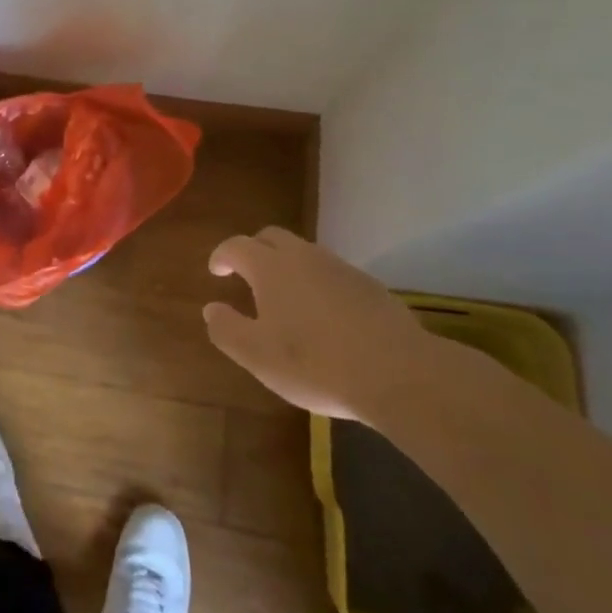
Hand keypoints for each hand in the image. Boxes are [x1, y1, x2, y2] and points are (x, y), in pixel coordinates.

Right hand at [203, 226, 435, 420]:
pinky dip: (319, 284)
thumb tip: (211, 308)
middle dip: (254, 249)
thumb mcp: (257, 356)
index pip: (237, 246)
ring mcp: (341, 269)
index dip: (222, 255)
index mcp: (271, 268)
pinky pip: (333, 274)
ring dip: (288, 266)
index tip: (216, 271)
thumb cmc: (316, 363)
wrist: (400, 374)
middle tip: (246, 273)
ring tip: (286, 297)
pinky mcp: (371, 287)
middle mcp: (304, 257)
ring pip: (306, 254)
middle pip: (272, 237)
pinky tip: (325, 315)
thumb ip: (227, 329)